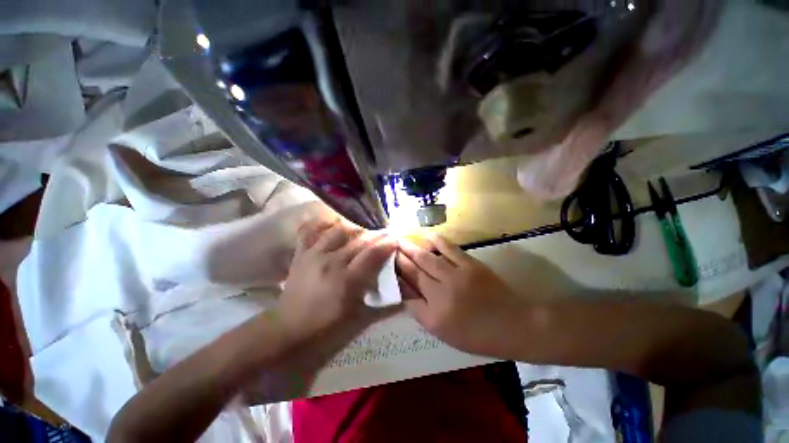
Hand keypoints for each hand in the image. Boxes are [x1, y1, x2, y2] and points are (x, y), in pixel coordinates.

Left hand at [277, 218, 396, 347]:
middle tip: (383, 237)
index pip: (373, 254)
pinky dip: (323, 224)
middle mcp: (331, 262)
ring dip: (355, 229)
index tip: (395, 241)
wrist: (288, 331)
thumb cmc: (326, 328)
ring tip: (362, 234)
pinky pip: (311, 230)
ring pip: (340, 230)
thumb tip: (403, 288)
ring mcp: (314, 255)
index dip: (387, 244)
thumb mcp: (359, 319)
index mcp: (347, 281)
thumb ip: (382, 301)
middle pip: (359, 239)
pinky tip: (333, 225)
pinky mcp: (301, 253)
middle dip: (376, 236)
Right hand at [396, 234, 523, 356]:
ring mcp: (456, 278)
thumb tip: (407, 293)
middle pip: (414, 273)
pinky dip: (438, 242)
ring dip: (412, 249)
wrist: (515, 325)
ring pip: (427, 260)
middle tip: (389, 248)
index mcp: (434, 316)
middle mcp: (441, 295)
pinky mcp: (470, 266)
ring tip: (400, 241)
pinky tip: (428, 236)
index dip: (396, 278)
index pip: (407, 294)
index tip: (388, 267)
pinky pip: (449, 250)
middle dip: (400, 259)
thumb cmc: (478, 335)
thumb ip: (423, 313)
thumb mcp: (445, 333)